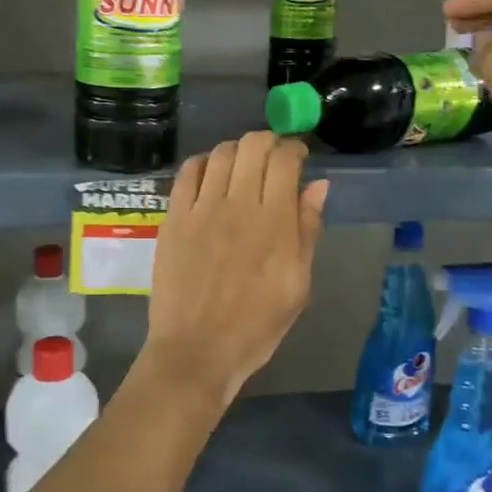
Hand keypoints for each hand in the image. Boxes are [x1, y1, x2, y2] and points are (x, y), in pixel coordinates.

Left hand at [146, 132, 327, 407]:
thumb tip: (317, 185)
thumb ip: (307, 230)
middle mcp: (238, 204)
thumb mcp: (298, 285)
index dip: (294, 149)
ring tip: (242, 166)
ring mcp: (201, 208)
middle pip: (252, 146)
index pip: (285, 160)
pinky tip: (210, 175)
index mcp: (274, 221)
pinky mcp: (174, 217)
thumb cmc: (256, 325)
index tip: (298, 157)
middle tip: (272, 157)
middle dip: (268, 141)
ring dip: (236, 150)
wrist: (197, 350)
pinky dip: (203, 163)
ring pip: (220, 153)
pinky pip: (187, 173)